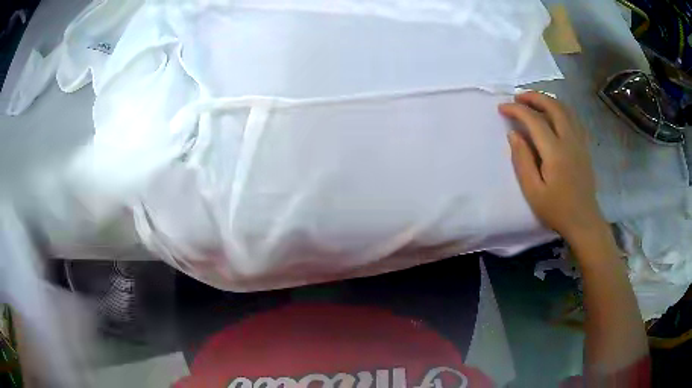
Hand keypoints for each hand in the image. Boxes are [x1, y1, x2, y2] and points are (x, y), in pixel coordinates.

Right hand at [499, 92, 606, 242]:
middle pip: (553, 106)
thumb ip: (522, 161)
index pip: (534, 120)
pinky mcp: (584, 146)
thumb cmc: (556, 209)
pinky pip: (573, 118)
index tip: (502, 108)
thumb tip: (513, 134)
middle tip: (518, 97)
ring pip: (565, 109)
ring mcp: (580, 142)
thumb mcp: (533, 191)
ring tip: (533, 102)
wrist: (583, 220)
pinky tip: (554, 115)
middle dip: (533, 97)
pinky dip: (561, 109)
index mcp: (555, 152)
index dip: (516, 110)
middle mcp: (570, 140)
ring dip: (548, 100)